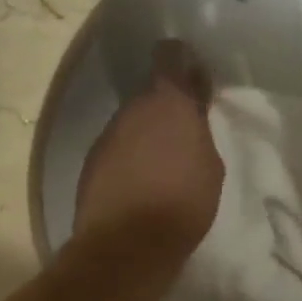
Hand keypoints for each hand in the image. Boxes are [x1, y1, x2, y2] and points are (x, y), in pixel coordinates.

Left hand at [73, 40, 223, 259]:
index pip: (170, 56)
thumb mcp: (210, 166)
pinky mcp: (91, 161)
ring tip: (158, 164)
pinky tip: (136, 181)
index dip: (180, 61)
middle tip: (180, 132)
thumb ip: (198, 131)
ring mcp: (107, 134)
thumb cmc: (183, 203)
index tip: (190, 73)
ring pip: (131, 122)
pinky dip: (126, 157)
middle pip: (149, 95)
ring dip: (143, 134)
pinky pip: (115, 148)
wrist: (127, 244)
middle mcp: (132, 109)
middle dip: (164, 108)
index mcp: (168, 102)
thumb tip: (191, 116)